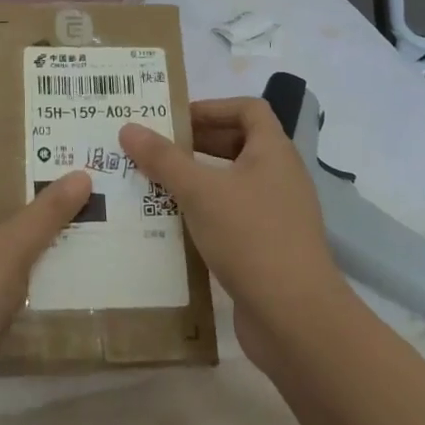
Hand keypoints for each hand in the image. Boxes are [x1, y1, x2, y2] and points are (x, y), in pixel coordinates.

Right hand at [119, 98, 348, 371]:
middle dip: (195, 144)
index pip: (248, 109)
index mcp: (273, 152)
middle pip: (237, 144)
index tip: (173, 120)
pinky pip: (231, 216)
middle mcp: (279, 177)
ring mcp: (276, 214)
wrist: (295, 317)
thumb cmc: (250, 237)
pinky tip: (171, 226)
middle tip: (152, 151)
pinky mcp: (267, 247)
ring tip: (152, 186)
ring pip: (231, 183)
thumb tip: (129, 128)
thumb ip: (163, 158)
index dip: (211, 107)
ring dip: (195, 181)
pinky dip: (203, 213)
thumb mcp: (200, 191)